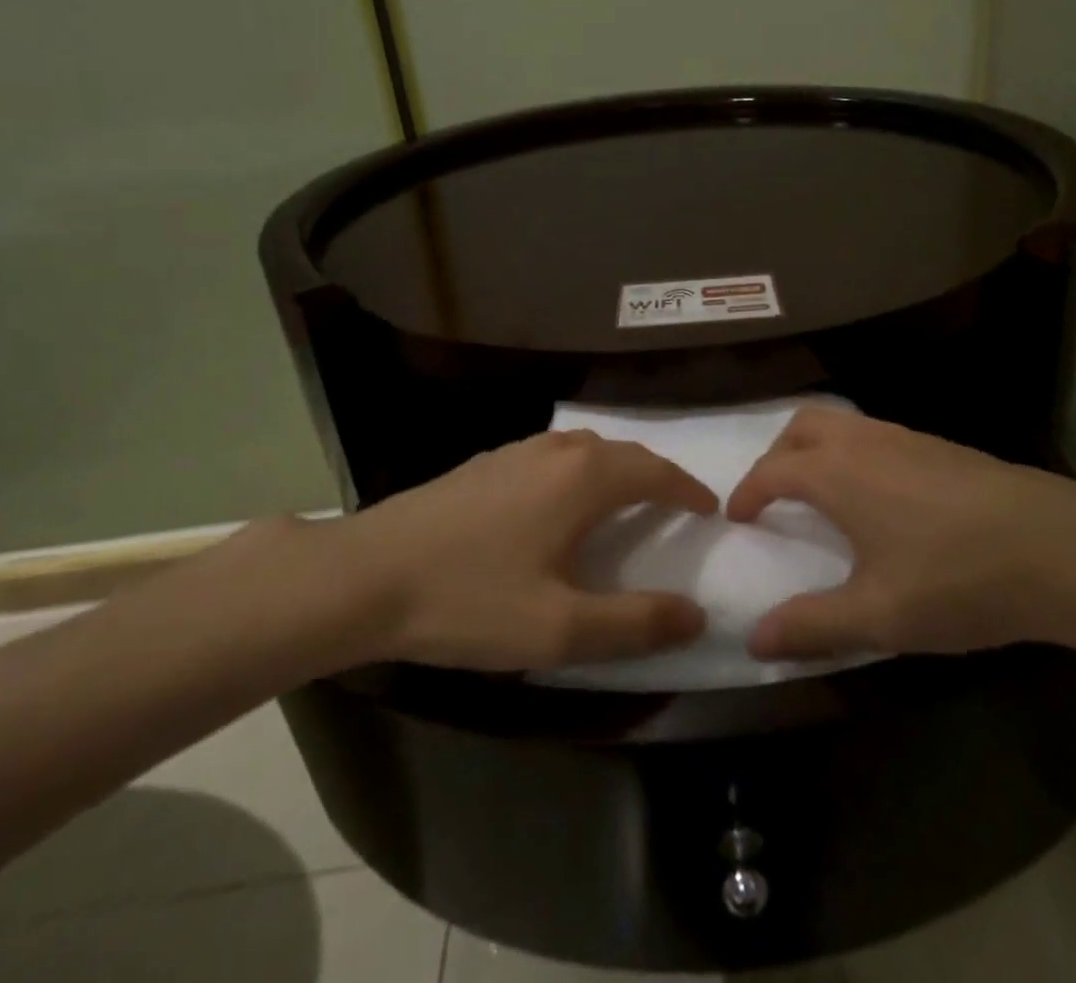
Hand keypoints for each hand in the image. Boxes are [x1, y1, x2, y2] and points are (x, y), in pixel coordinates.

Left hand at [279, 430, 717, 675]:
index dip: (688, 490)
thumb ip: (635, 623)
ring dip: (617, 470)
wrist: (365, 575)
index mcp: (584, 478)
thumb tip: (696, 615)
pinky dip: (580, 471)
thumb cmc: (469, 600)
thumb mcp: (560, 628)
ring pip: (586, 448)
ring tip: (626, 502)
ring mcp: (517, 450)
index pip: (656, 472)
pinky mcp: (485, 462)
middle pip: (625, 453)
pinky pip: (554, 455)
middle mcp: (557, 450)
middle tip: (675, 507)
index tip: (709, 509)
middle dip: (657, 476)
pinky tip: (560, 502)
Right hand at [726, 406, 1075, 660]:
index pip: (772, 470)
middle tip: (774, 493)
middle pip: (802, 425)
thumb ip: (811, 625)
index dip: (748, 491)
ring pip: (842, 422)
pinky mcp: (940, 445)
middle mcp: (864, 442)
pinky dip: (854, 450)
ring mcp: (906, 437)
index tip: (738, 515)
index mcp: (836, 473)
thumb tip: (753, 639)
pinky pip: (876, 433)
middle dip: (777, 453)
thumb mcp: (877, 615)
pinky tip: (880, 493)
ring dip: (817, 447)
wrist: (1055, 547)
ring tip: (821, 491)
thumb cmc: (954, 579)